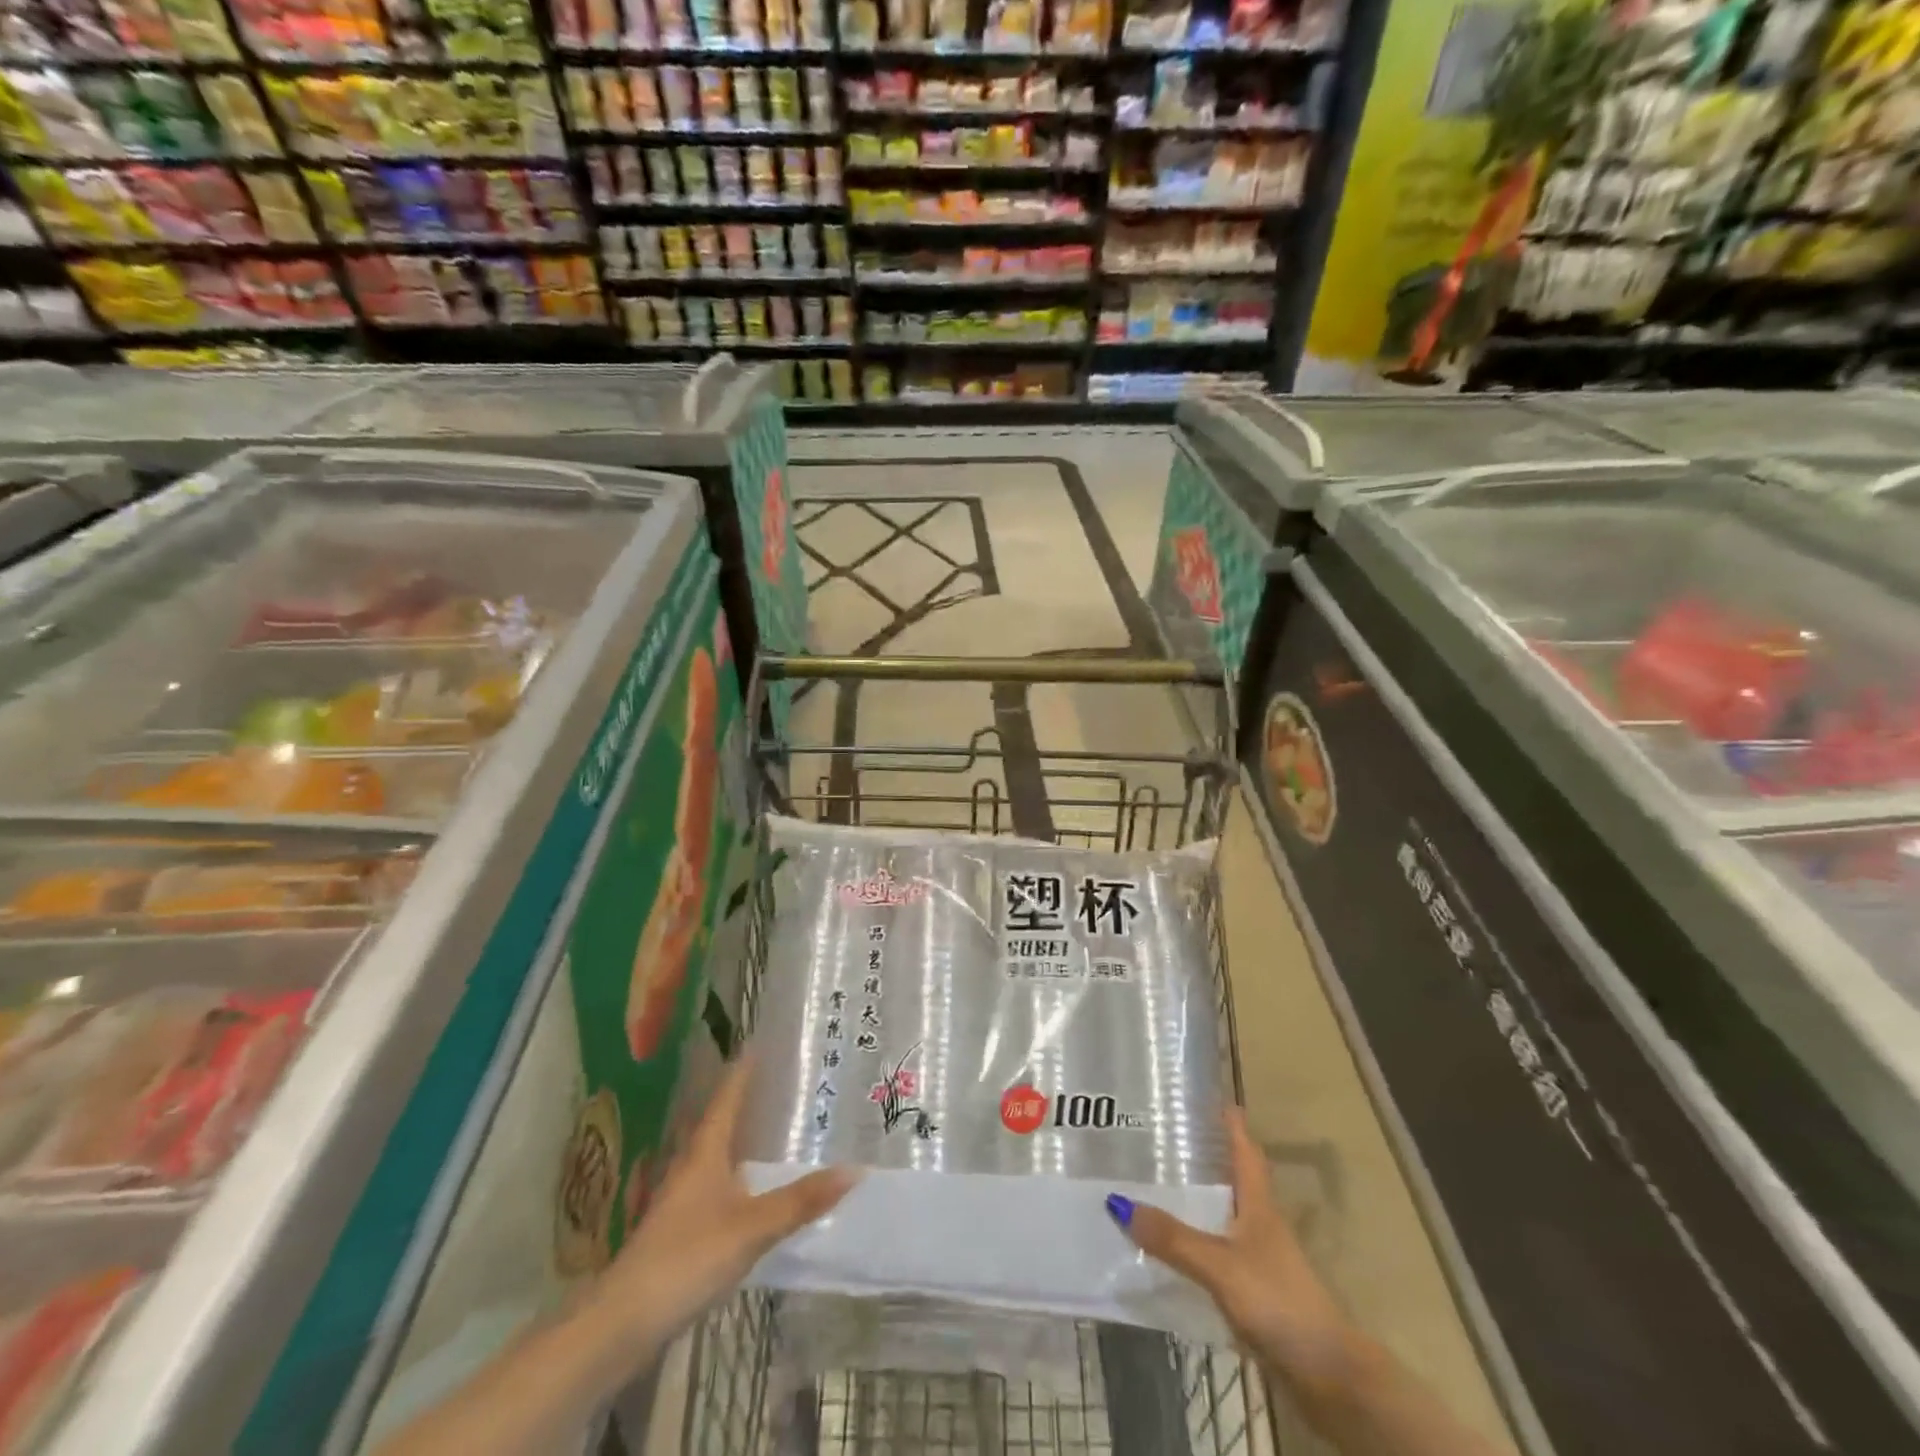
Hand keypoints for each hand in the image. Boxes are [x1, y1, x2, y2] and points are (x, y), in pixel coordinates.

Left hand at [590, 1056, 855, 1352]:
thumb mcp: (751, 1228)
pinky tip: (760, 1189)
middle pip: (724, 1122)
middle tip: (788, 1083)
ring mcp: (684, 1199)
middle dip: (752, 1101)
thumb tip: (854, 1170)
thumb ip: (800, 1201)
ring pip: (721, 1155)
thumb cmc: (687, 1259)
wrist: (622, 1323)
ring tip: (782, 1129)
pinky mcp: (682, 1229)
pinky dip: (742, 1175)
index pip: (728, 1095)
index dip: (746, 1069)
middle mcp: (692, 1165)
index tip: (764, 1042)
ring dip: (747, 1139)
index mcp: (705, 1151)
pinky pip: (720, 1185)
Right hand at [1110, 1108, 1351, 1391]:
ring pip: (1224, 1216)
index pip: (1246, 1150)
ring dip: (1197, 1201)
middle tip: (1164, 1136)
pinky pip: (1217, 1253)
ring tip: (1156, 1185)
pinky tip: (1171, 1248)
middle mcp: (1261, 1223)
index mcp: (1259, 1204)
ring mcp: (1261, 1259)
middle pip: (1233, 1180)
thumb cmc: (1279, 1301)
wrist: (1329, 1376)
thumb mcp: (1220, 1266)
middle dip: (1205, 1158)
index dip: (1231, 1123)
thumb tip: (1117, 1201)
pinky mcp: (1255, 1292)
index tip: (1212, 1097)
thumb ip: (1173, 1238)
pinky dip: (1196, 1243)